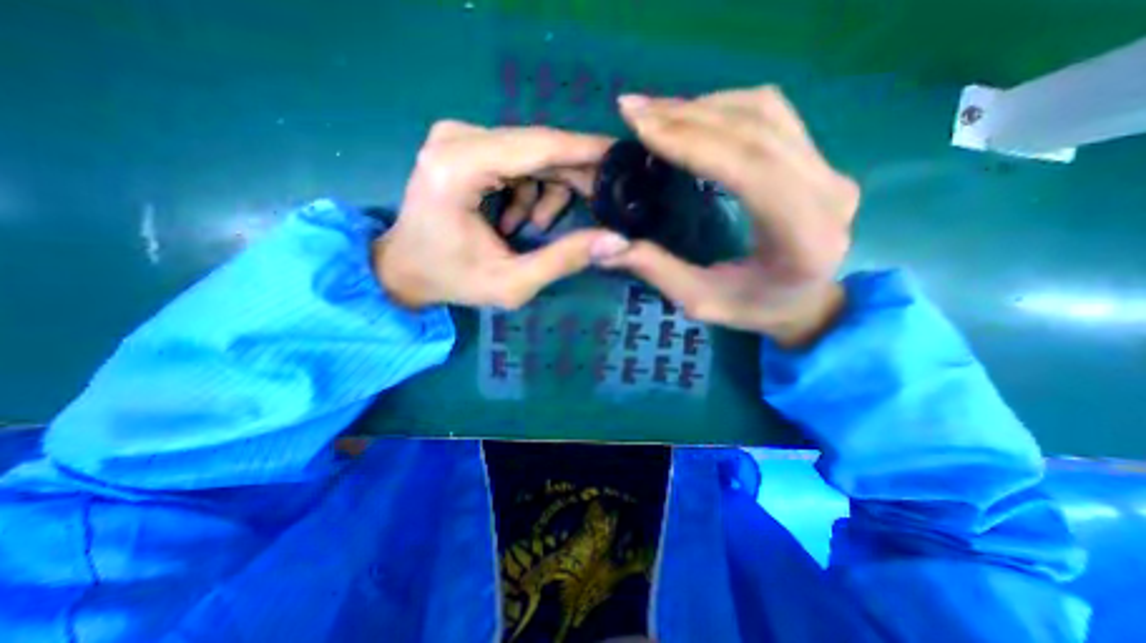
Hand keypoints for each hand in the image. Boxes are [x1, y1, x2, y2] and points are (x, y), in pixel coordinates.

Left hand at [374, 120, 626, 311]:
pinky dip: (529, 189)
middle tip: (597, 207)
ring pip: (532, 152)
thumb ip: (564, 259)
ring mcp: (458, 137)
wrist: (405, 269)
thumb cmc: (453, 280)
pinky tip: (516, 220)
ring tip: (536, 228)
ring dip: (547, 190)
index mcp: (459, 168)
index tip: (623, 159)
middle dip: (573, 176)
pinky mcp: (463, 145)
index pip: (538, 146)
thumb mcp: (513, 283)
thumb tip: (617, 240)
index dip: (586, 151)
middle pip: (538, 146)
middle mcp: (456, 139)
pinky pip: (517, 158)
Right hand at [600, 85, 859, 344]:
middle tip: (634, 111)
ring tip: (655, 112)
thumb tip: (604, 247)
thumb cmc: (757, 309)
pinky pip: (772, 114)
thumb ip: (657, 271)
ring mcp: (829, 168)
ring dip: (703, 106)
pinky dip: (724, 107)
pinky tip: (691, 116)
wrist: (809, 303)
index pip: (749, 168)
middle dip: (687, 115)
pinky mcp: (819, 158)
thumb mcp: (701, 301)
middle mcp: (828, 191)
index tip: (641, 127)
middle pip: (755, 130)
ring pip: (765, 111)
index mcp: (803, 236)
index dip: (693, 142)